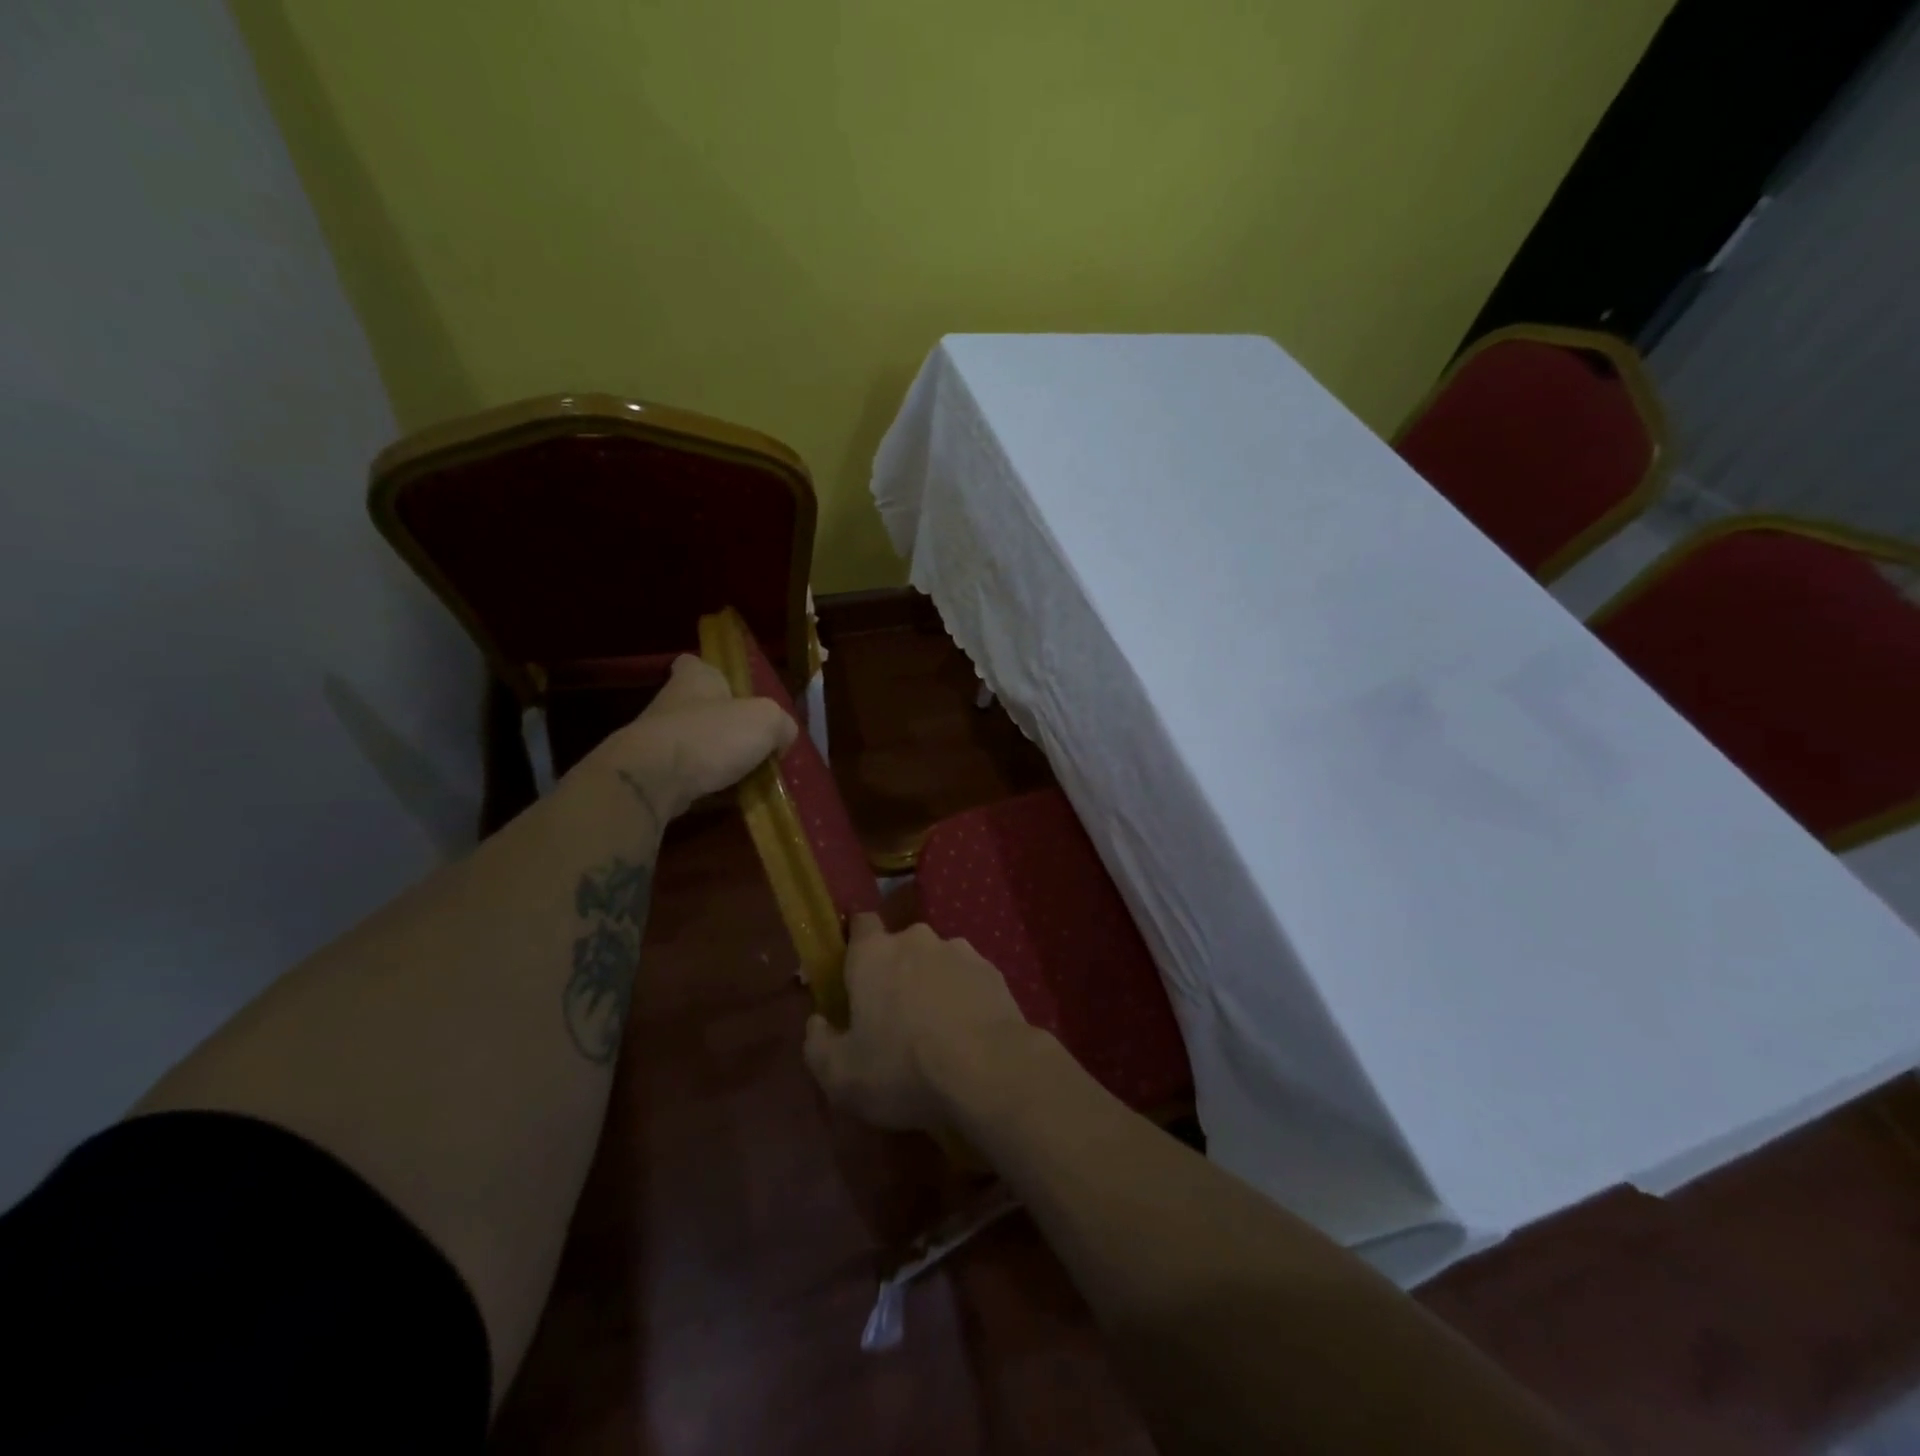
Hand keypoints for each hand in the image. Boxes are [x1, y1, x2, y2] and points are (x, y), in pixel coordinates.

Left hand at [600, 654, 796, 814]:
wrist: (653, 780)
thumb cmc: (711, 736)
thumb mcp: (766, 721)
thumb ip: (781, 724)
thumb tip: (782, 736)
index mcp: (695, 679)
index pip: (696, 664)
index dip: (713, 673)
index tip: (729, 690)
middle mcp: (671, 703)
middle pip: (698, 706)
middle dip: (721, 722)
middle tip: (751, 740)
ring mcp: (656, 740)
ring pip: (692, 742)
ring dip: (714, 755)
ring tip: (745, 774)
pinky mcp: (651, 773)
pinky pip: (685, 774)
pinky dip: (703, 783)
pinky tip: (725, 796)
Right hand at [804, 915, 1034, 1131]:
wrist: (988, 1070)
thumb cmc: (903, 1068)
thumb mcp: (841, 1075)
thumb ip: (818, 1044)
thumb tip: (818, 1022)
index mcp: (873, 954)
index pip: (861, 924)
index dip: (856, 944)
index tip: (855, 975)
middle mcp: (916, 939)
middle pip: (899, 947)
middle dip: (896, 973)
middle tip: (895, 1017)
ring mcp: (959, 951)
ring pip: (936, 962)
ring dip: (932, 984)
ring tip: (937, 1030)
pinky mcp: (992, 970)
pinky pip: (967, 979)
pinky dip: (963, 997)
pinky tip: (967, 1033)